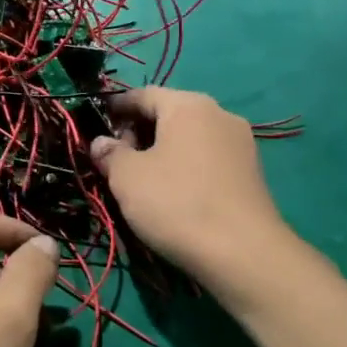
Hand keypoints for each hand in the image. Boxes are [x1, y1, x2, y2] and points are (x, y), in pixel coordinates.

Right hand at [89, 88, 286, 284]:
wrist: (242, 253)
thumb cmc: (176, 203)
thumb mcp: (127, 177)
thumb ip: (109, 153)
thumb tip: (102, 142)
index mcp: (188, 104)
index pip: (142, 94)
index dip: (115, 109)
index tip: (95, 128)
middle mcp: (219, 114)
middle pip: (169, 114)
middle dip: (139, 133)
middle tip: (116, 162)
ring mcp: (240, 143)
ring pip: (189, 138)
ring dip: (162, 152)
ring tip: (142, 182)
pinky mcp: (250, 172)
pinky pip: (207, 159)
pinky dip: (185, 167)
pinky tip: (173, 194)